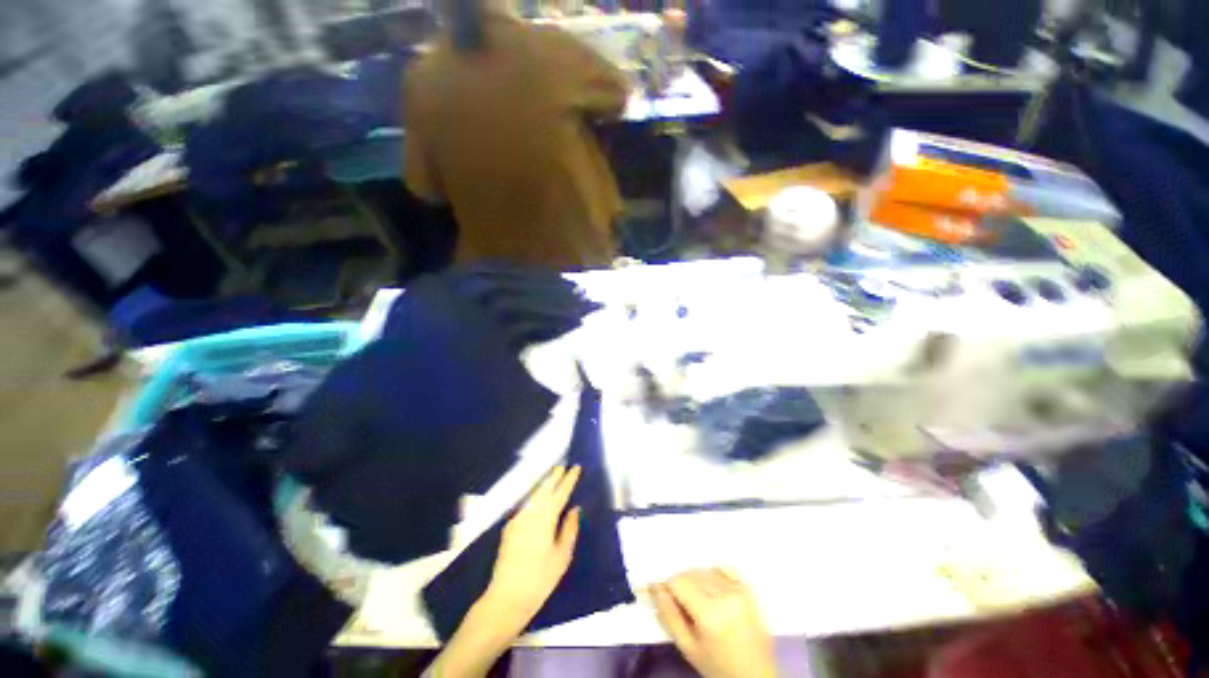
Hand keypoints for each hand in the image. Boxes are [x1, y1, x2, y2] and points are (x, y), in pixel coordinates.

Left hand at [482, 465, 581, 634]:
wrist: (505, 598)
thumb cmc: (540, 579)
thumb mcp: (562, 556)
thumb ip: (569, 529)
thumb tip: (574, 509)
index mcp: (545, 518)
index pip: (560, 493)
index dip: (569, 479)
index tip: (575, 467)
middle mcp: (530, 513)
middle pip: (544, 489)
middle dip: (553, 476)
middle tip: (562, 466)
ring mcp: (517, 519)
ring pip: (533, 495)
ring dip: (544, 485)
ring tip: (552, 477)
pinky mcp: (509, 528)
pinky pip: (526, 505)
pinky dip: (535, 497)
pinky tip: (538, 499)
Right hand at [652, 568, 776, 677]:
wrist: (755, 676)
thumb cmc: (718, 666)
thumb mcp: (688, 648)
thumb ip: (669, 617)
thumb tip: (657, 589)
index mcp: (710, 614)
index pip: (679, 581)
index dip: (668, 587)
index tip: (665, 595)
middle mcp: (726, 596)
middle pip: (692, 573)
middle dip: (681, 583)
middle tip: (681, 603)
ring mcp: (740, 591)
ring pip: (706, 570)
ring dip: (697, 579)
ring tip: (698, 601)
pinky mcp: (749, 589)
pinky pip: (725, 569)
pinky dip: (714, 573)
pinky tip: (713, 589)